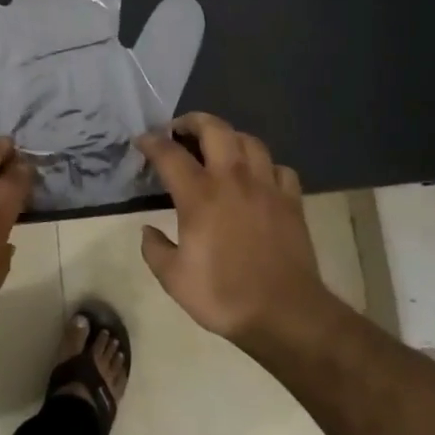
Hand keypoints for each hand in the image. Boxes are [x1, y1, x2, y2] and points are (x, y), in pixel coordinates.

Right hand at [134, 114, 331, 345]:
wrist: (285, 313)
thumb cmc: (223, 295)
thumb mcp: (173, 279)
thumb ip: (155, 249)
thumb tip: (148, 231)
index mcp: (199, 196)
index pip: (170, 154)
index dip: (152, 142)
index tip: (142, 141)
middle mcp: (233, 180)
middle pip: (215, 129)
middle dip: (193, 121)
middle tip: (180, 130)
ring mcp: (267, 187)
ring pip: (250, 141)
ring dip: (230, 137)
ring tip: (218, 147)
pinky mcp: (291, 201)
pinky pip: (279, 168)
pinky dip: (264, 165)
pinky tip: (257, 177)